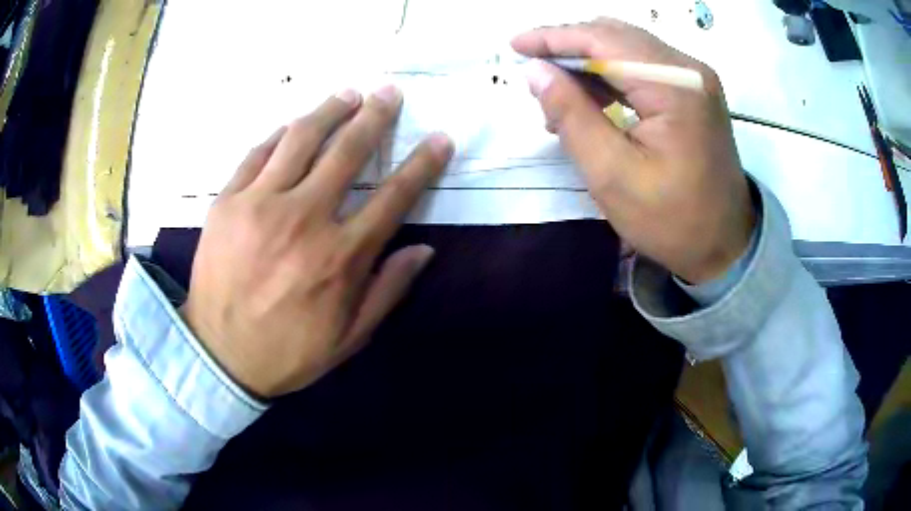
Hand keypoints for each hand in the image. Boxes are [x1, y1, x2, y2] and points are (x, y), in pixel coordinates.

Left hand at [181, 86, 452, 397]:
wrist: (218, 355)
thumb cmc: (288, 350)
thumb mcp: (349, 336)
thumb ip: (389, 290)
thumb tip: (424, 249)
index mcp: (340, 257)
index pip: (394, 196)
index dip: (422, 163)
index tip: (439, 138)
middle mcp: (304, 219)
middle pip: (348, 151)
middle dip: (376, 116)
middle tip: (390, 92)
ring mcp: (260, 205)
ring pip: (301, 139)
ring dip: (330, 110)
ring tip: (348, 93)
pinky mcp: (227, 201)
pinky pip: (258, 153)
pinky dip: (280, 134)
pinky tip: (294, 124)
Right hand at [512, 19, 755, 282]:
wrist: (726, 245)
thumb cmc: (673, 221)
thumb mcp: (613, 175)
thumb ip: (571, 116)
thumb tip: (535, 71)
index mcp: (675, 86)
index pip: (603, 40)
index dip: (554, 37)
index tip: (516, 45)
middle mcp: (689, 69)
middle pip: (616, 36)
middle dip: (569, 46)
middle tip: (533, 68)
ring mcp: (695, 78)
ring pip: (628, 47)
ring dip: (589, 61)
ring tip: (557, 91)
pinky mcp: (695, 91)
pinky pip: (644, 66)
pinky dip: (612, 74)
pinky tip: (591, 97)